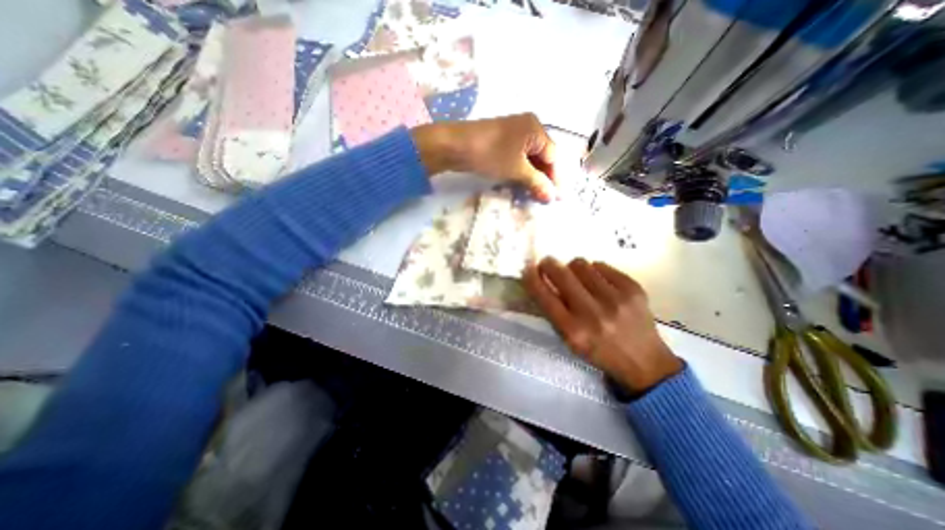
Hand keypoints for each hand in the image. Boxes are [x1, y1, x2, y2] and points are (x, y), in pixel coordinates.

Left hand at [413, 113, 554, 199]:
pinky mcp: (502, 142)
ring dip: (533, 176)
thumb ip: (537, 182)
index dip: (555, 178)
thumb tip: (552, 197)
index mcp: (536, 129)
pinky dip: (522, 171)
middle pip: (543, 156)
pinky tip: (523, 184)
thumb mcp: (517, 169)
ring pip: (530, 158)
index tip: (557, 198)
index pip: (553, 156)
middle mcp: (527, 128)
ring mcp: (513, 134)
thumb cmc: (491, 154)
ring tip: (536, 195)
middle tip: (547, 198)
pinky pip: (518, 158)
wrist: (456, 145)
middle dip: (545, 178)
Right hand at [521, 256, 683, 393]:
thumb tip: (542, 280)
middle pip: (561, 274)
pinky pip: (602, 266)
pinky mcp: (633, 289)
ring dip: (573, 268)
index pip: (544, 296)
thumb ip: (555, 312)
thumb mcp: (570, 340)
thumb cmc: (599, 352)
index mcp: (573, 331)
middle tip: (548, 263)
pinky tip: (600, 283)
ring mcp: (616, 300)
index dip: (531, 278)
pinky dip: (595, 271)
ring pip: (581, 264)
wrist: (644, 363)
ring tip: (579, 279)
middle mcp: (593, 314)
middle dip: (549, 264)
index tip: (527, 268)